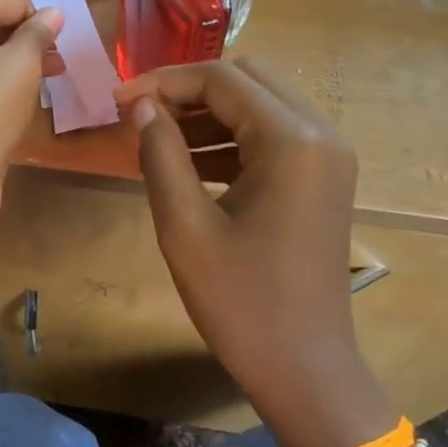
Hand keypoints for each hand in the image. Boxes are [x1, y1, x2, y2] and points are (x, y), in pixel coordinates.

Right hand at [115, 58, 393, 446]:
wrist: (304, 367)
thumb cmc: (241, 303)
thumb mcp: (185, 228)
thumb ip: (160, 155)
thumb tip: (141, 107)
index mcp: (293, 141)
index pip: (223, 79)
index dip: (165, 81)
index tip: (119, 100)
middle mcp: (321, 135)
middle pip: (248, 80)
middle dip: (190, 90)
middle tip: (141, 115)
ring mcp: (328, 157)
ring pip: (261, 106)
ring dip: (209, 114)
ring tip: (156, 139)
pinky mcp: (322, 180)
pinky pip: (272, 138)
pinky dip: (230, 140)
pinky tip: (189, 165)